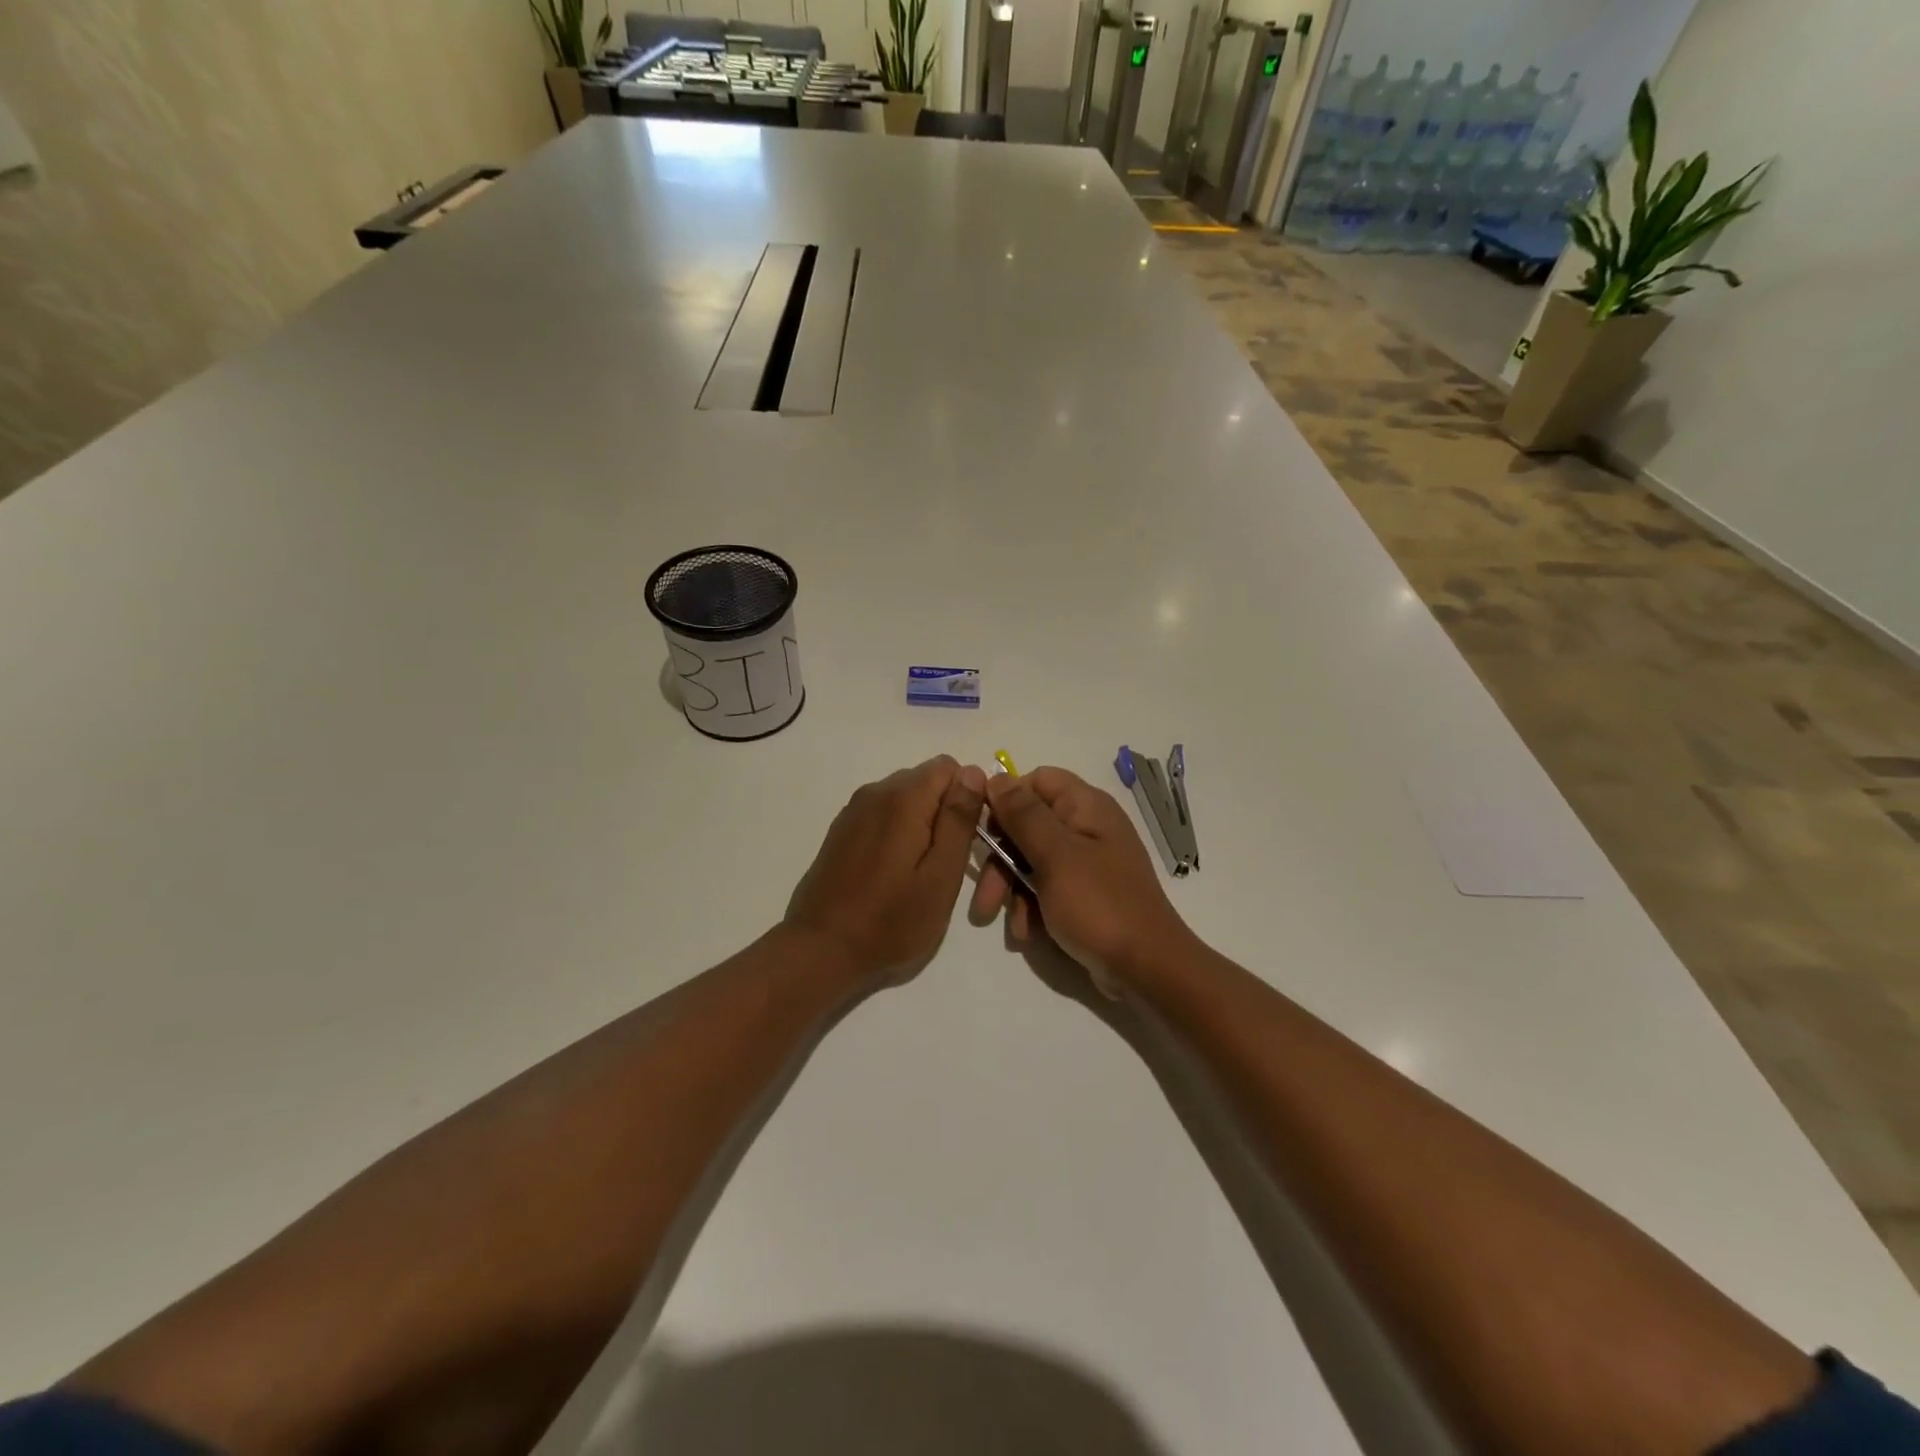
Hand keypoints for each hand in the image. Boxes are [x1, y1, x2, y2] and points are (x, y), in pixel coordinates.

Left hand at [785, 757, 988, 985]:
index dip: (968, 798)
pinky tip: (892, 872)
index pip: (950, 767)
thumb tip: (973, 772)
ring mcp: (855, 810)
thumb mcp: (941, 876)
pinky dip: (898, 832)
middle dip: (945, 811)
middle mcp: (876, 792)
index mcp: (904, 798)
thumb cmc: (890, 920)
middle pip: (926, 780)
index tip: (966, 840)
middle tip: (945, 863)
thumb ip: (959, 820)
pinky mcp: (842, 829)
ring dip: (921, 823)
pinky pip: (883, 814)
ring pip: (905, 797)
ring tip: (919, 872)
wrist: (821, 949)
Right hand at [969, 767, 1195, 994]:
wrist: (1145, 969)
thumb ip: (1024, 815)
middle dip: (1001, 858)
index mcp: (1086, 806)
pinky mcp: (1085, 893)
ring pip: (1032, 859)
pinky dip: (1032, 906)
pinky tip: (1027, 932)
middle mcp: (1087, 827)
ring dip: (1012, 888)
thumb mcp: (1055, 857)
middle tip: (985, 894)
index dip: (1007, 800)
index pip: (1037, 780)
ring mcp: (1087, 861)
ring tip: (1003, 920)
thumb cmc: (1098, 905)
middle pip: (1029, 824)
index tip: (984, 830)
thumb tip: (996, 777)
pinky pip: (1047, 887)